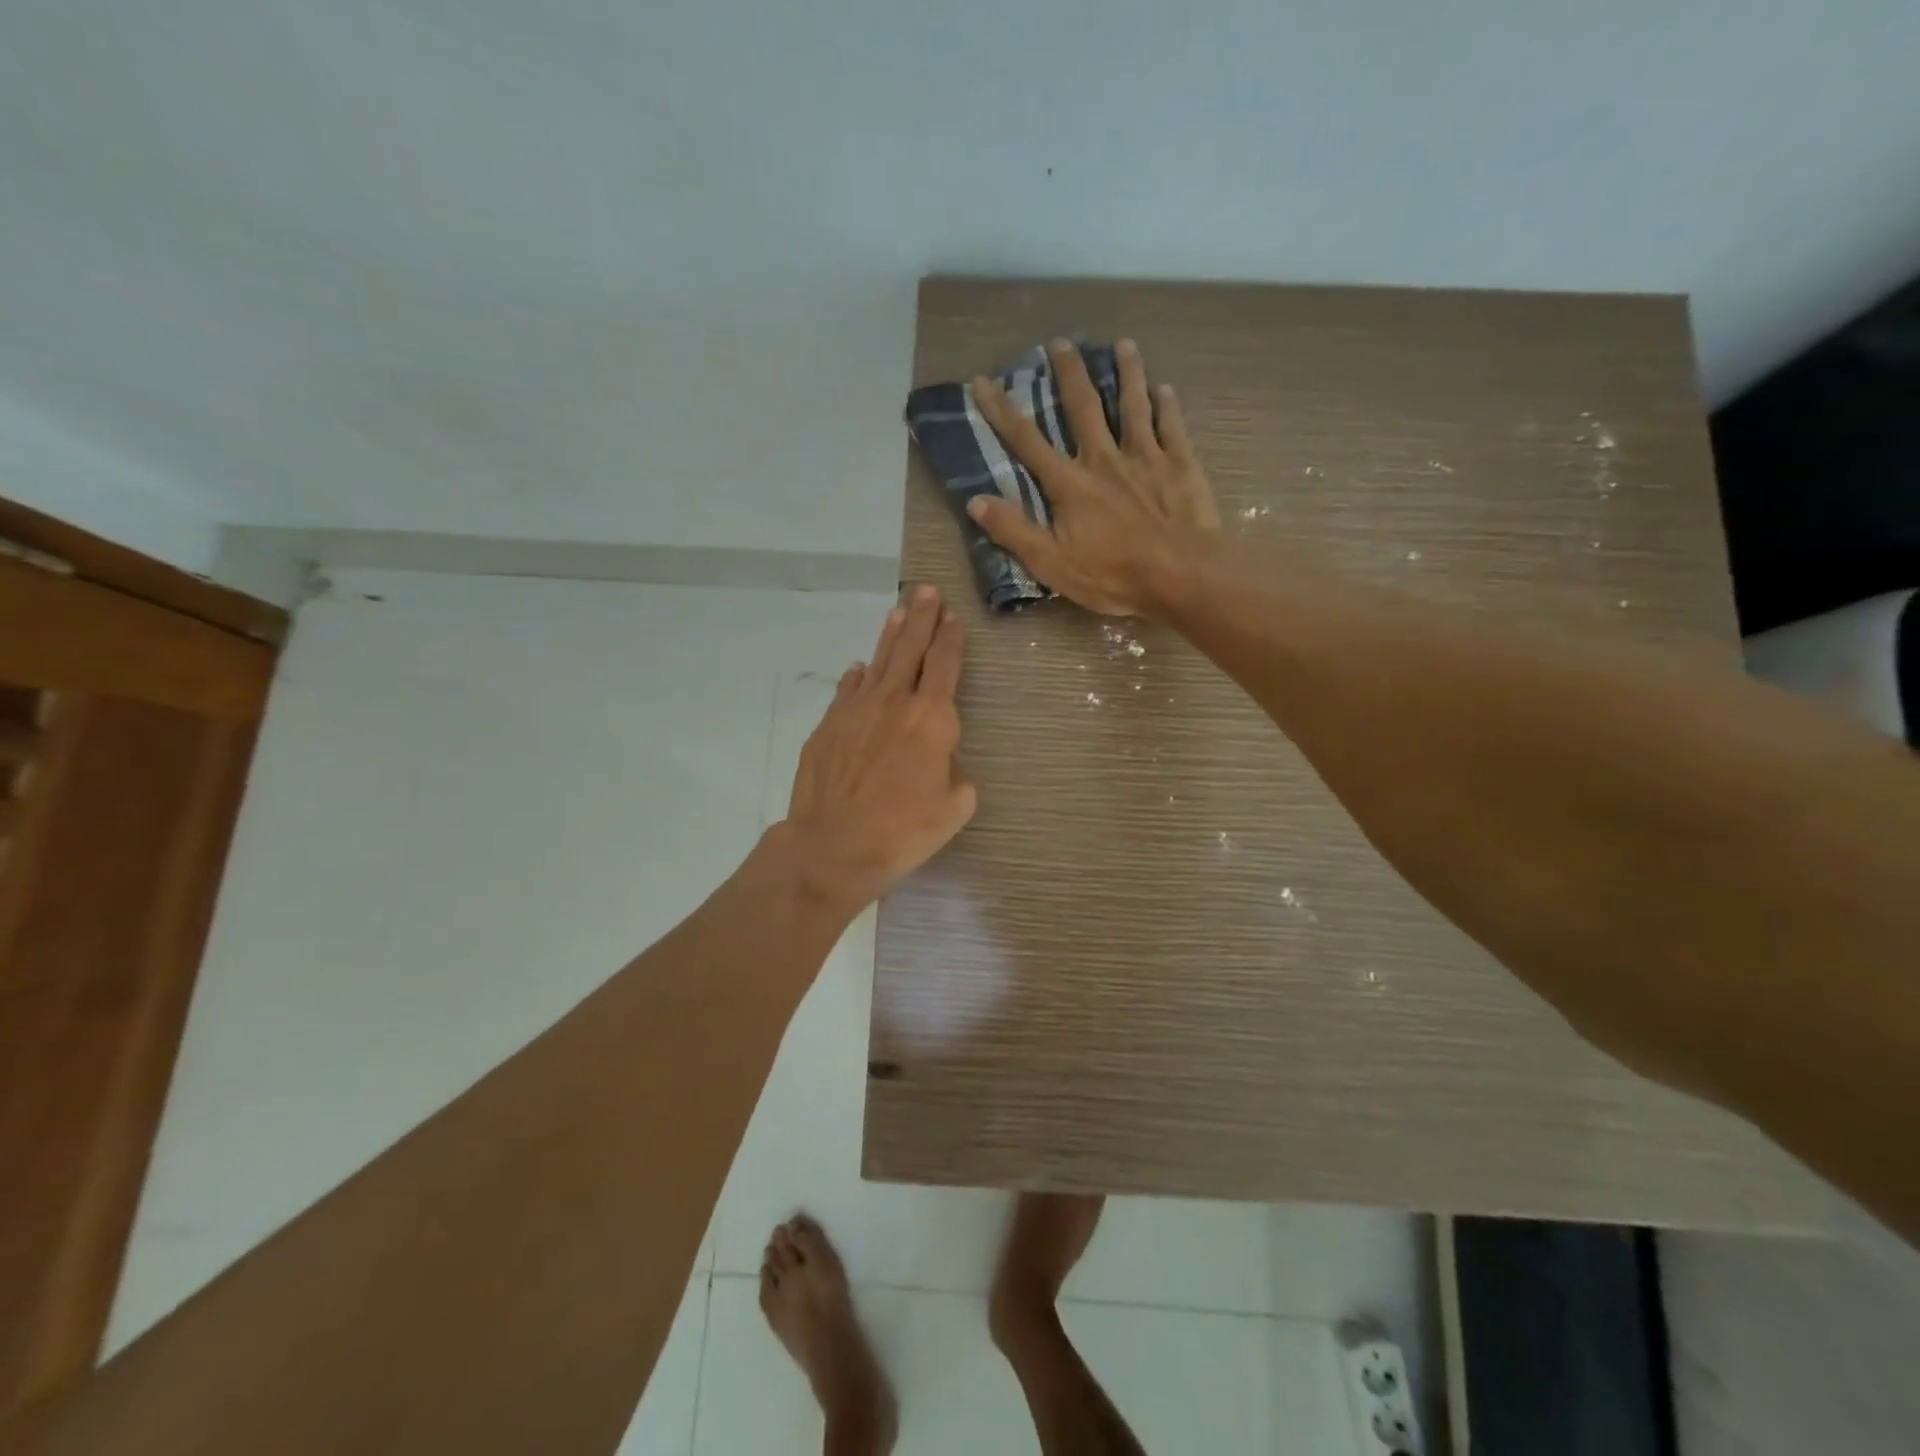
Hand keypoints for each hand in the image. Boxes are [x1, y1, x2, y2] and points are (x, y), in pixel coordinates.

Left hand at [780, 584, 976, 910]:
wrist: (834, 844)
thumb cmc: (904, 830)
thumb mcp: (955, 806)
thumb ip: (955, 770)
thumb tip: (941, 755)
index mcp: (932, 718)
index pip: (945, 664)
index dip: (951, 637)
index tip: (953, 616)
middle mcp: (894, 701)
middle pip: (911, 648)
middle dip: (922, 616)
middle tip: (927, 590)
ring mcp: (856, 709)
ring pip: (878, 661)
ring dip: (890, 634)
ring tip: (898, 610)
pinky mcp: (828, 725)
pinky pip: (847, 689)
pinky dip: (857, 676)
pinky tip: (859, 668)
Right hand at [967, 337, 1219, 615]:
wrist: (1182, 575)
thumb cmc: (1114, 576)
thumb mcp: (1052, 564)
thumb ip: (1014, 532)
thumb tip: (976, 501)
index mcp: (1070, 485)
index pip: (1028, 442)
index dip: (1002, 411)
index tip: (984, 381)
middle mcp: (1104, 460)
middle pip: (1083, 408)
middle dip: (1069, 374)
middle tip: (1061, 342)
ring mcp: (1146, 458)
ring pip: (1133, 406)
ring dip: (1127, 373)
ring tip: (1123, 344)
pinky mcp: (1180, 465)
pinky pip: (1172, 427)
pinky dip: (1167, 405)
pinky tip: (1165, 388)